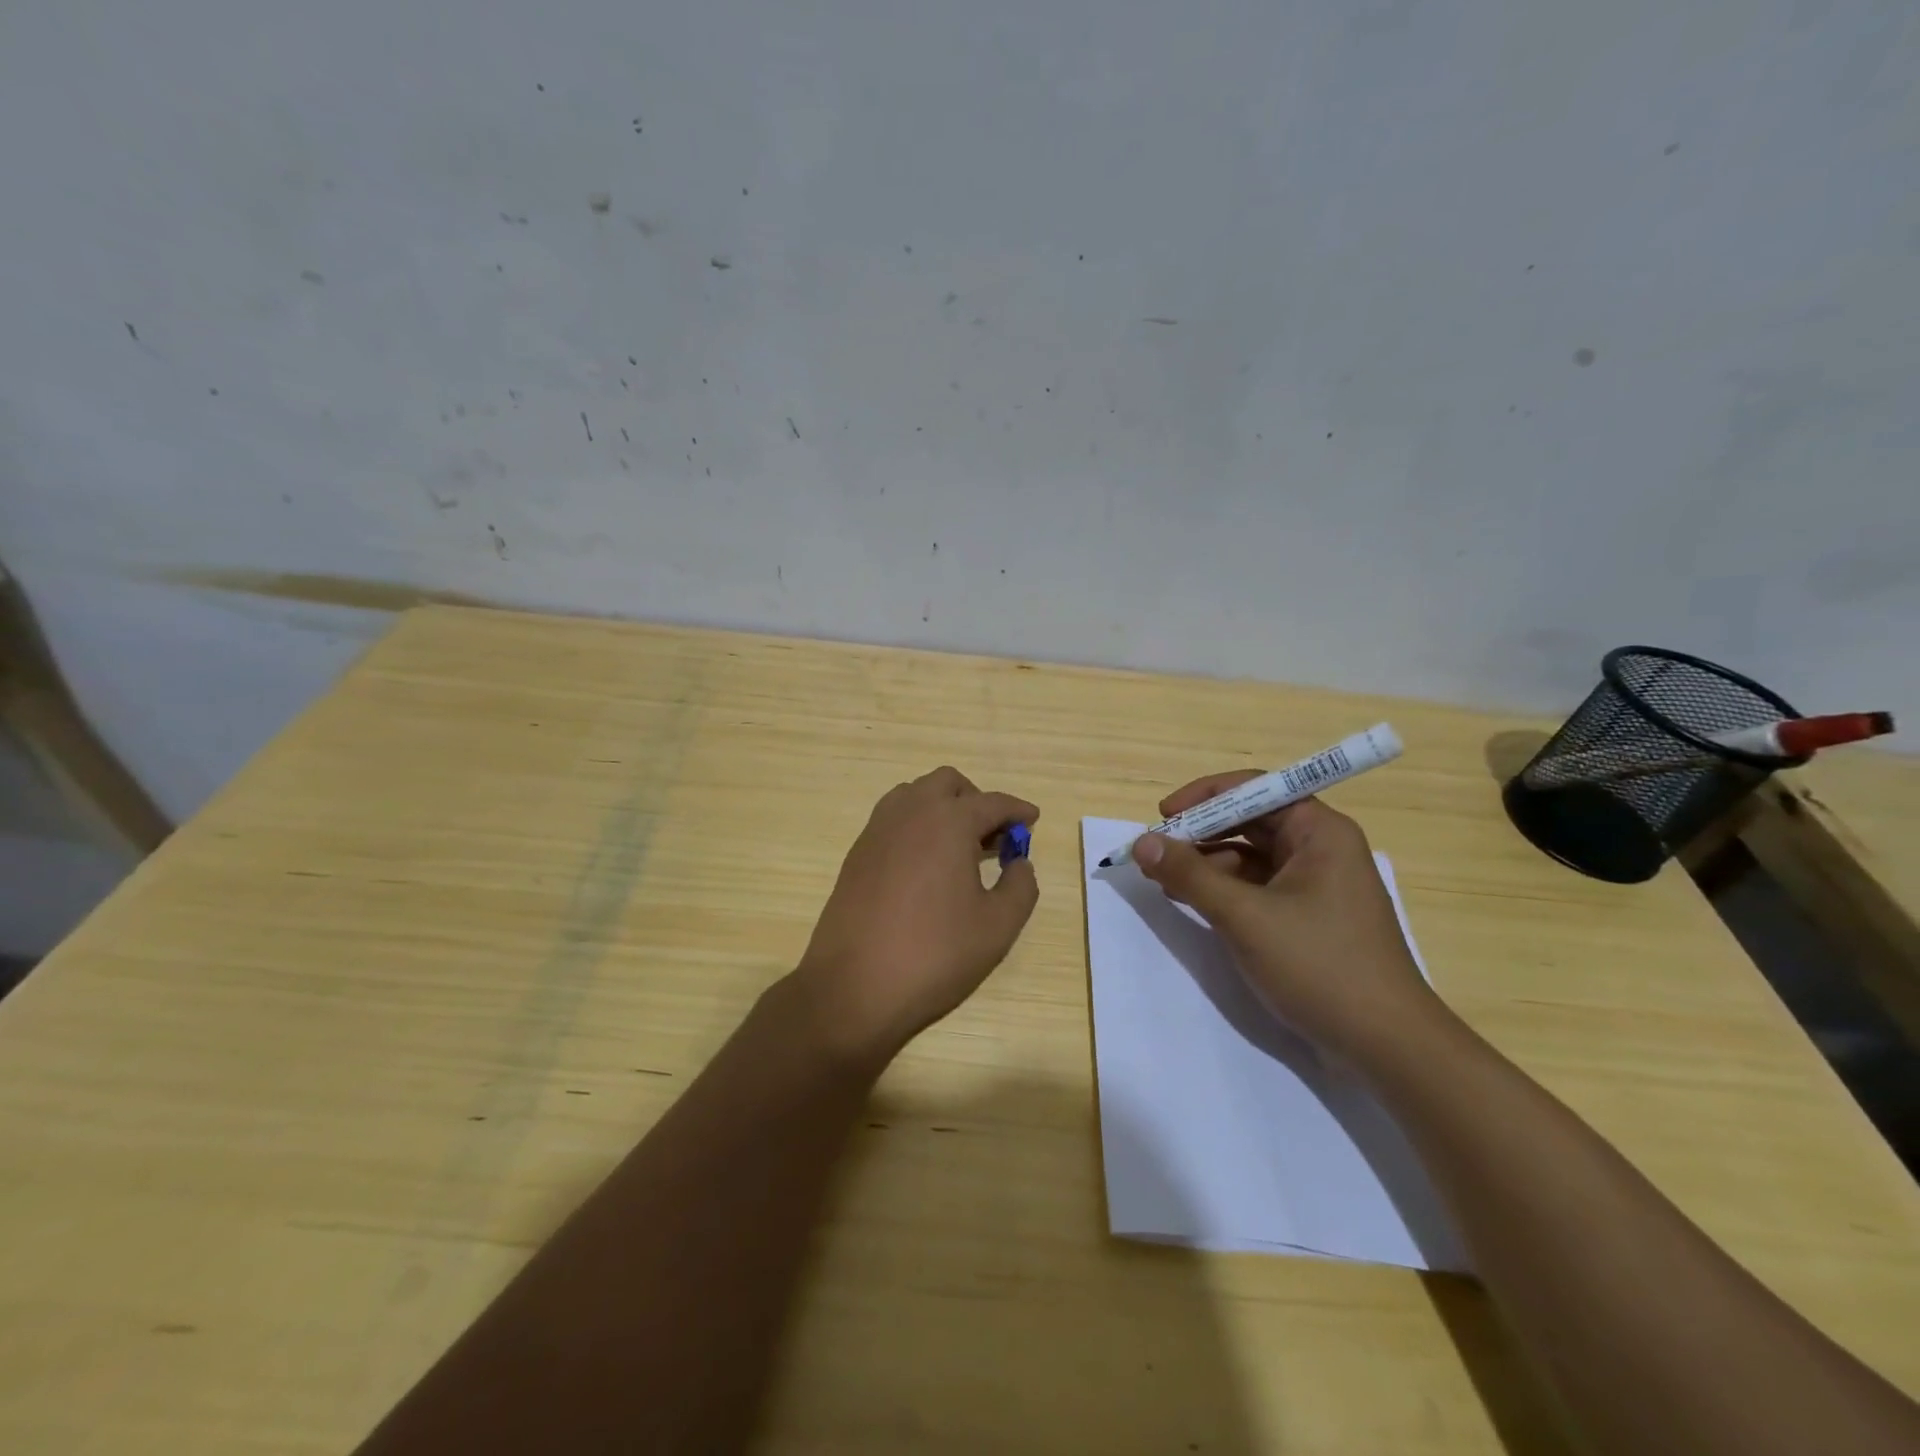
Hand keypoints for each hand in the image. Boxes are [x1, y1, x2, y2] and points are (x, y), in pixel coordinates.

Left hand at [791, 767, 1038, 1063]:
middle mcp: (910, 812)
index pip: (992, 802)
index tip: (1032, 821)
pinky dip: (917, 826)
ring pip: (915, 795)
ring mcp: (877, 830)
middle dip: (976, 801)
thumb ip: (1021, 886)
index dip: (1017, 811)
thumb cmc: (934, 954)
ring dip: (942, 808)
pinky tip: (926, 866)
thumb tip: (1019, 863)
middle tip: (994, 837)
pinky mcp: (857, 853)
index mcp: (948, 822)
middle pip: (948, 784)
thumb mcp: (997, 927)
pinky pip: (893, 819)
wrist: (852, 987)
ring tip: (959, 848)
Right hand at [1131, 774, 1443, 1063]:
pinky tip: (1195, 905)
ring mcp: (1316, 886)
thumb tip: (1141, 842)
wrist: (1387, 1046)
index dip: (1205, 796)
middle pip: (1250, 821)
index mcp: (1319, 832)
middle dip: (1200, 834)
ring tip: (1165, 883)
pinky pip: (1258, 888)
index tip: (1163, 816)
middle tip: (1156, 852)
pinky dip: (1224, 892)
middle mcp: (1320, 849)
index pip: (1255, 789)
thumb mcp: (1245, 917)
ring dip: (1207, 865)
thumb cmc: (1319, 965)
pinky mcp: (1308, 919)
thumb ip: (1190, 875)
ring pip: (1250, 857)